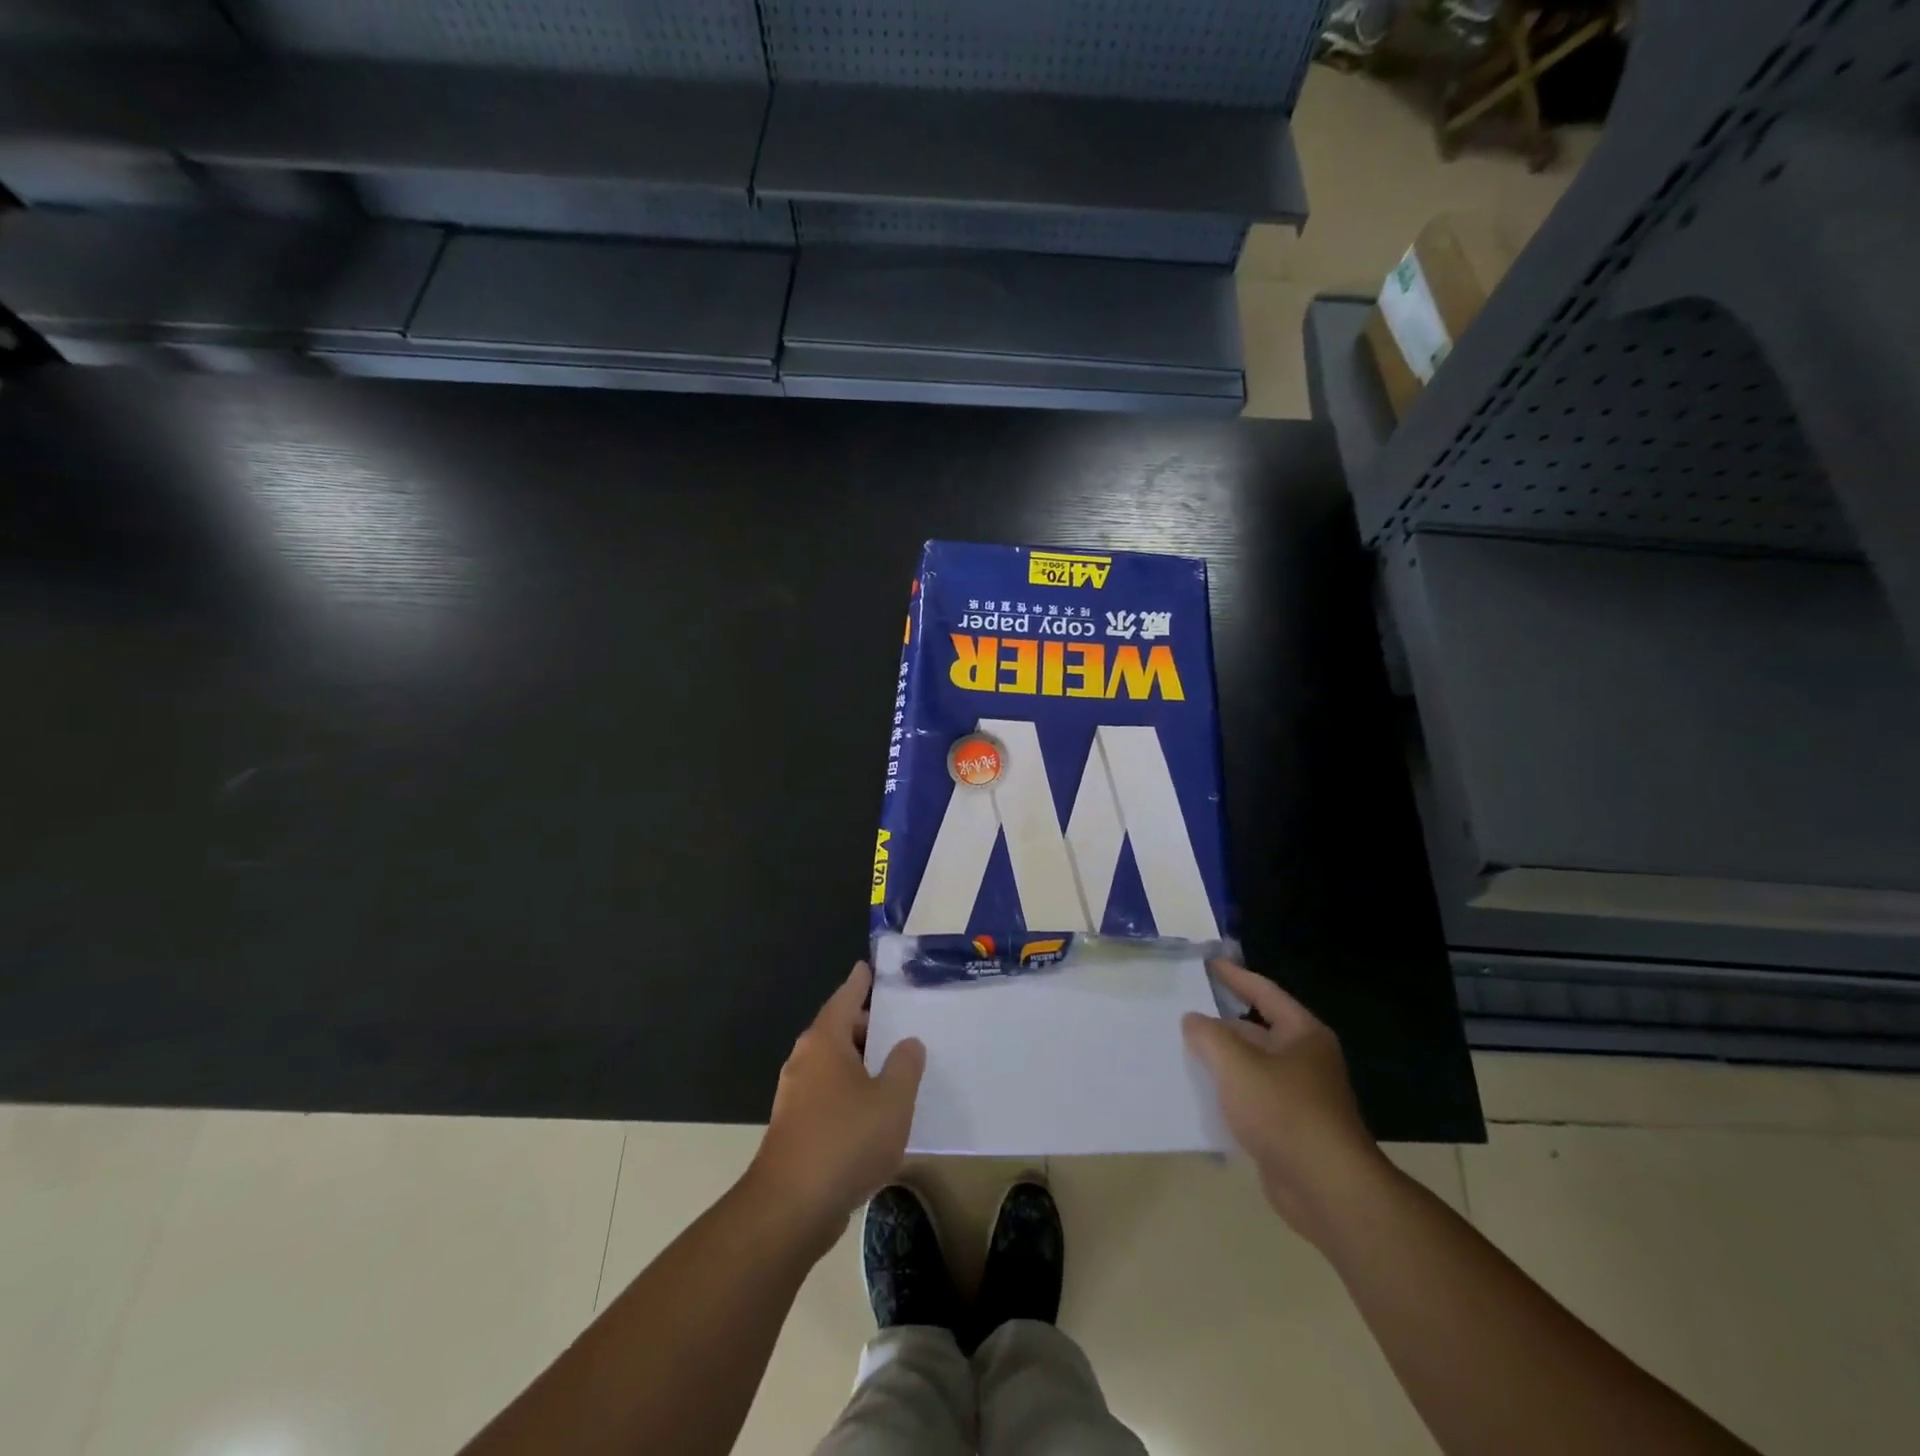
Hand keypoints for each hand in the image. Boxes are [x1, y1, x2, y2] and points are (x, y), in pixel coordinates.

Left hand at [748, 961, 924, 1251]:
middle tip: (901, 1022)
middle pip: (839, 1030)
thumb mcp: (892, 1099)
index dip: (860, 982)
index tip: (870, 966)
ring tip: (896, 1066)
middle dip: (868, 1026)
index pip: (845, 997)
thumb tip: (907, 1043)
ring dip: (862, 1062)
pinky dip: (852, 1091)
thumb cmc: (845, 1140)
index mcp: (825, 1041)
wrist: (791, 1208)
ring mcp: (796, 1095)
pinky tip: (876, 1111)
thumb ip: (905, 1065)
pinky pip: (830, 1094)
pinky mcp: (796, 1128)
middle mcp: (805, 1060)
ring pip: (835, 1065)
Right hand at [1182, 959, 1386, 1244]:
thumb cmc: (1284, 1111)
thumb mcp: (1237, 1064)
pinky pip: (1251, 1099)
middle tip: (1181, 1013)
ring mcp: (1298, 1096)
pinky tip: (1198, 1095)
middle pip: (1256, 1030)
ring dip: (1220, 1061)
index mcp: (1302, 1034)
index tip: (1208, 964)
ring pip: (1251, 1067)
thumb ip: (1208, 1035)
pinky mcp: (1288, 1128)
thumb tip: (1193, 1020)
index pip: (1264, 992)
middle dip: (1220, 1024)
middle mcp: (1304, 1059)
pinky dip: (1227, 1093)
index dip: (1235, 976)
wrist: (1326, 1189)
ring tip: (1180, 1051)